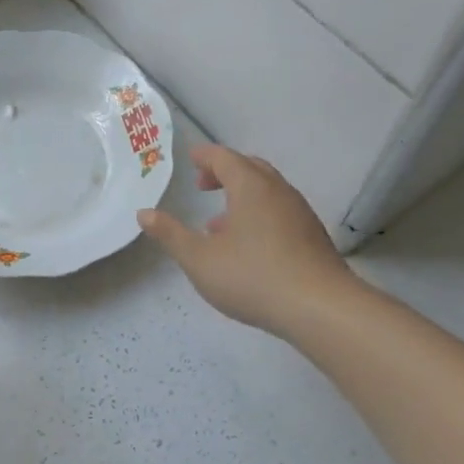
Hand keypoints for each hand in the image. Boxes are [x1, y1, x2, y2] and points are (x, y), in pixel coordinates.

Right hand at [138, 145, 354, 336]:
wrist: (319, 307)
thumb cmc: (252, 277)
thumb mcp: (199, 260)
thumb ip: (171, 234)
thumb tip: (144, 213)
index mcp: (250, 188)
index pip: (225, 158)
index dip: (205, 156)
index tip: (190, 159)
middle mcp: (278, 192)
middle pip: (250, 168)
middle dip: (225, 172)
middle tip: (203, 185)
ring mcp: (300, 213)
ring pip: (268, 192)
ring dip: (242, 197)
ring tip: (218, 223)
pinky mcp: (312, 236)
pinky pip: (280, 212)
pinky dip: (259, 215)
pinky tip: (248, 246)